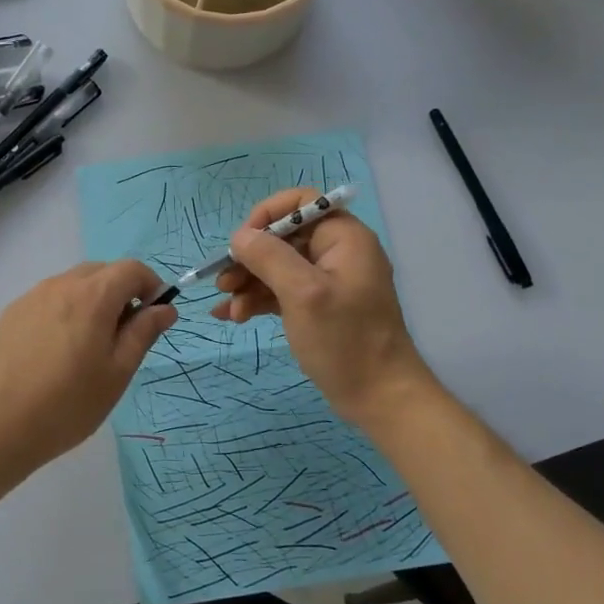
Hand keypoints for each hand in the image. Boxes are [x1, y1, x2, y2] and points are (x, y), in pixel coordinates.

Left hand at [0, 260, 176, 478]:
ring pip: (72, 285)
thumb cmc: (67, 403)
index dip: (151, 286)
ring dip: (91, 302)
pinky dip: (64, 312)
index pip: (132, 269)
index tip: (153, 317)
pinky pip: (48, 300)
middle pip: (101, 272)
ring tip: (87, 348)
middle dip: (121, 293)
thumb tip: (165, 307)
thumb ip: (143, 333)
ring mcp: (31, 297)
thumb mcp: (117, 372)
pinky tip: (55, 353)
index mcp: (92, 295)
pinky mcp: (10, 314)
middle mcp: (61, 284)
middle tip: (123, 336)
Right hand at [212, 188, 434, 427]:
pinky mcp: (319, 307)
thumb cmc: (345, 340)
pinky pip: (282, 292)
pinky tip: (233, 316)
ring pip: (278, 267)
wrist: (381, 399)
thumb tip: (240, 236)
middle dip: (250, 258)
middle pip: (283, 237)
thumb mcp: (303, 294)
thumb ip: (269, 257)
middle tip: (223, 282)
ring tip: (228, 309)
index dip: (267, 215)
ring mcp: (328, 282)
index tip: (242, 243)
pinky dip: (259, 300)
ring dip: (249, 283)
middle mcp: (337, 253)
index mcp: (344, 238)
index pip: (301, 203)